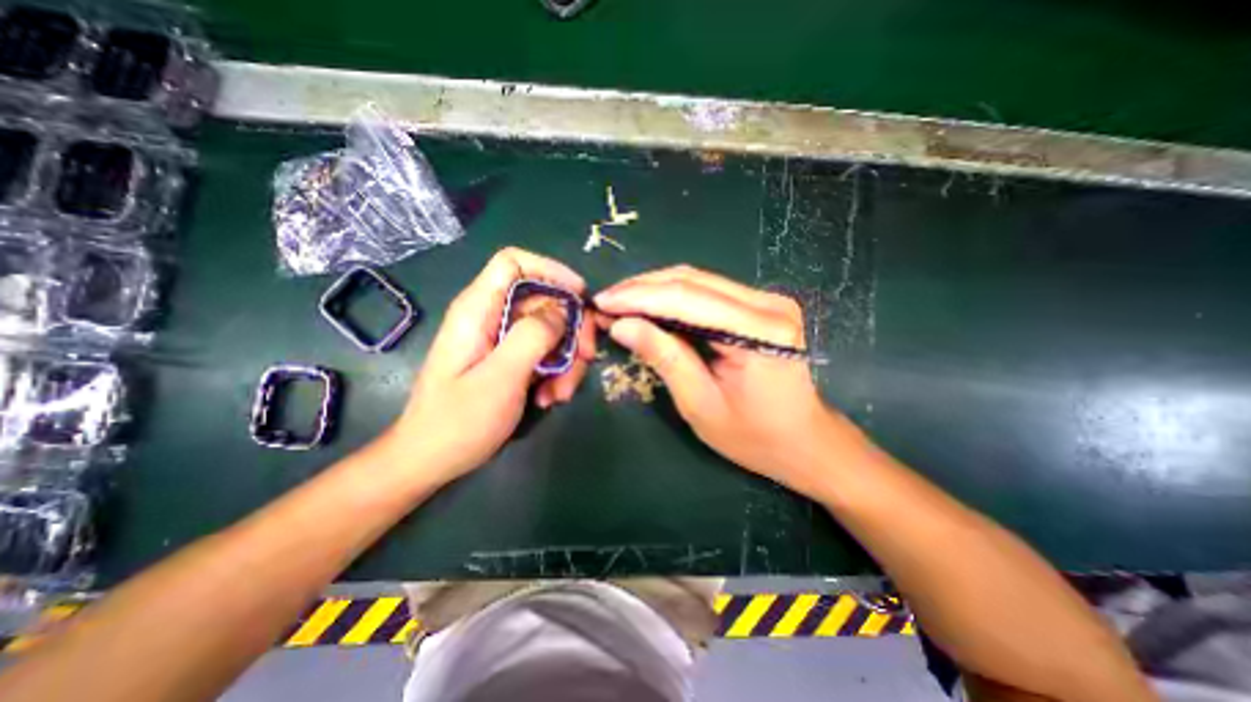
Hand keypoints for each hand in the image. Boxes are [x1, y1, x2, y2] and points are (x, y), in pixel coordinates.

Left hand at [381, 249, 594, 486]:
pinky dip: (556, 373)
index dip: (551, 270)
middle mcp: (491, 317)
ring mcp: (502, 340)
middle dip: (571, 327)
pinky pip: (545, 353)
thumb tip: (563, 310)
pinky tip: (550, 398)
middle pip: (544, 300)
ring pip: (551, 330)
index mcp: (478, 309)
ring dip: (567, 359)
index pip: (514, 262)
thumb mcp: (501, 377)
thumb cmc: (458, 421)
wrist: (431, 461)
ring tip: (560, 394)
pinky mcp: (510, 360)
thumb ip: (532, 336)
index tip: (580, 296)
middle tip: (585, 357)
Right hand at [595, 264, 848, 498]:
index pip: (687, 298)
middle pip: (692, 281)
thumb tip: (621, 325)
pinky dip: (674, 297)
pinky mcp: (761, 305)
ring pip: (698, 280)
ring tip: (621, 303)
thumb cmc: (754, 436)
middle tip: (607, 301)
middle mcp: (768, 304)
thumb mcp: (700, 404)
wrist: (803, 441)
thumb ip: (664, 357)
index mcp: (760, 331)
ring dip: (655, 289)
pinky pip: (708, 291)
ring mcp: (767, 300)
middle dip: (642, 288)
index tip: (602, 302)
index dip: (638, 297)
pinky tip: (650, 306)